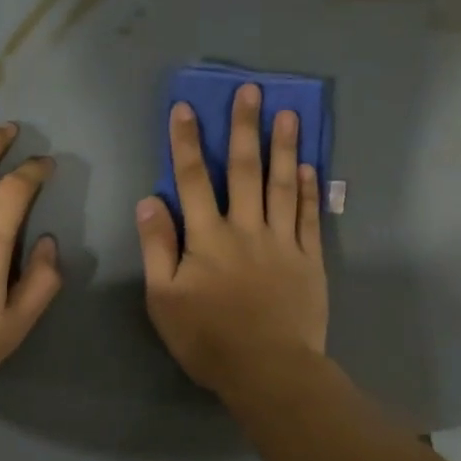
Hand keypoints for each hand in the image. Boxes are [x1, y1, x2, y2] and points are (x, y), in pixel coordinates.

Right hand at [135, 85, 327, 393]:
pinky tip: (310, 165)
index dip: (186, 143)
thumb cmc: (208, 339)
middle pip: (244, 170)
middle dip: (244, 128)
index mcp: (207, 238)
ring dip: (284, 147)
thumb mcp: (164, 300)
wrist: (269, 370)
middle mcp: (246, 228)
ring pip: (283, 185)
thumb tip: (150, 201)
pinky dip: (309, 189)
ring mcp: (282, 242)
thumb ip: (157, 248)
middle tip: (252, 90)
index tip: (185, 109)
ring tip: (289, 113)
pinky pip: (309, 216)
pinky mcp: (309, 259)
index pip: (192, 180)